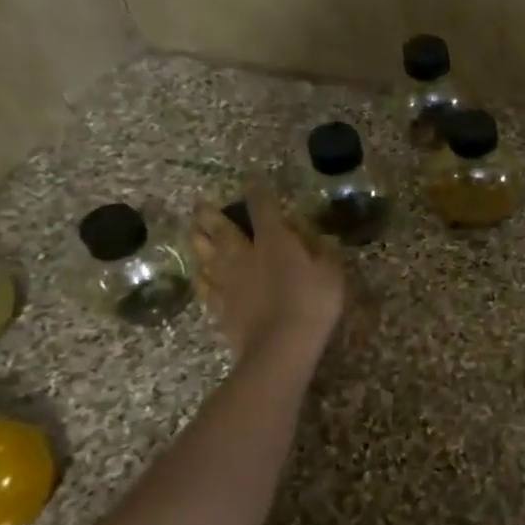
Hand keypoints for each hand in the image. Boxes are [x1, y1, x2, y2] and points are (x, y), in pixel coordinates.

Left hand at [190, 189, 345, 363]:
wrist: (279, 346)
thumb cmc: (312, 304)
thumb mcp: (332, 274)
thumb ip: (325, 252)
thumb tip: (321, 237)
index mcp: (274, 241)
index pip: (263, 208)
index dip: (258, 191)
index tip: (252, 178)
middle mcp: (245, 255)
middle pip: (224, 230)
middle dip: (212, 215)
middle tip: (200, 204)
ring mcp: (229, 282)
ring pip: (208, 256)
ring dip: (199, 242)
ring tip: (192, 232)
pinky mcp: (220, 307)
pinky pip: (206, 288)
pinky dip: (201, 278)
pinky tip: (198, 275)